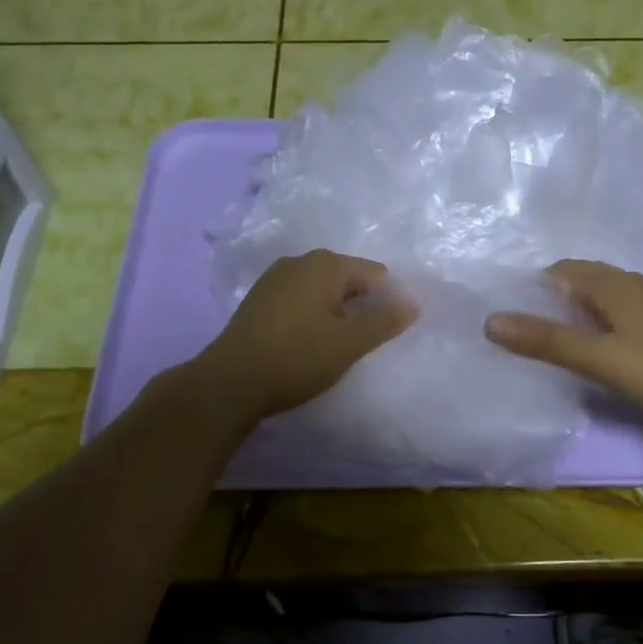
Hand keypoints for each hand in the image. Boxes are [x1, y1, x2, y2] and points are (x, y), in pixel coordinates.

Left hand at [194, 250, 416, 421]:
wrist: (230, 382)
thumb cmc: (297, 358)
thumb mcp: (350, 343)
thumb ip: (385, 320)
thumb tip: (413, 302)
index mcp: (326, 264)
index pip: (376, 274)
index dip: (387, 302)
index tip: (384, 335)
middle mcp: (300, 261)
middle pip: (348, 279)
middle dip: (361, 306)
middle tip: (361, 343)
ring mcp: (275, 278)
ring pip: (322, 290)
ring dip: (336, 312)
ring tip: (335, 347)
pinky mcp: (259, 298)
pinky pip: (300, 299)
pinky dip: (311, 316)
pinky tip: (306, 344)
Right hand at [484, 260, 642, 423]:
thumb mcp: (598, 358)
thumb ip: (547, 340)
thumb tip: (491, 321)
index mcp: (610, 284)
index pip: (559, 271)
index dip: (531, 287)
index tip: (509, 313)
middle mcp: (630, 284)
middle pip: (579, 280)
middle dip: (550, 298)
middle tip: (524, 329)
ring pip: (600, 296)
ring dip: (574, 310)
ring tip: (552, 339)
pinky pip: (618, 312)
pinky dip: (597, 322)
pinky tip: (596, 348)